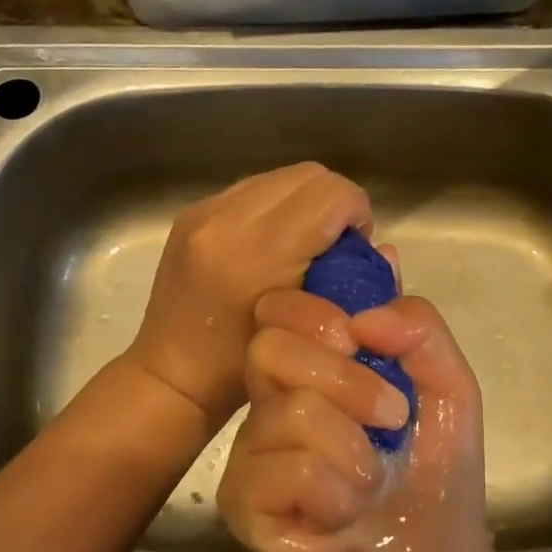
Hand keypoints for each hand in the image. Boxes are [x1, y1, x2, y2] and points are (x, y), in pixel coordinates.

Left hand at [125, 163, 372, 424]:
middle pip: (309, 175)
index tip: (355, 248)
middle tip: (333, 246)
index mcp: (258, 253)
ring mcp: (204, 211)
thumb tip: (381, 248)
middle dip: (333, 204)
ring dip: (304, 203)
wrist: (171, 376)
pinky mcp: (192, 212)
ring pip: (281, 177)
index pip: (331, 195)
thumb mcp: (311, 335)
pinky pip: (252, 189)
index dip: (356, 214)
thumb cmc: (243, 372)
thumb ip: (353, 285)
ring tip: (302, 244)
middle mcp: (227, 219)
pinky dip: (275, 208)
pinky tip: (271, 245)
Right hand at [217, 287, 502, 551]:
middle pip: (270, 347)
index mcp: (310, 368)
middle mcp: (269, 402)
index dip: (315, 312)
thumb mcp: (448, 389)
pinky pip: (287, 470)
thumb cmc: (435, 477)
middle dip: (347, 381)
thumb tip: (363, 316)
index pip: (278, 309)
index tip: (359, 342)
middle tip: (391, 418)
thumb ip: (419, 331)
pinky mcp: (241, 502)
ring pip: (289, 411)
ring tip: (373, 480)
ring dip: (355, 450)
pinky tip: (342, 516)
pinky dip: (336, 492)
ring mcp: (249, 452)